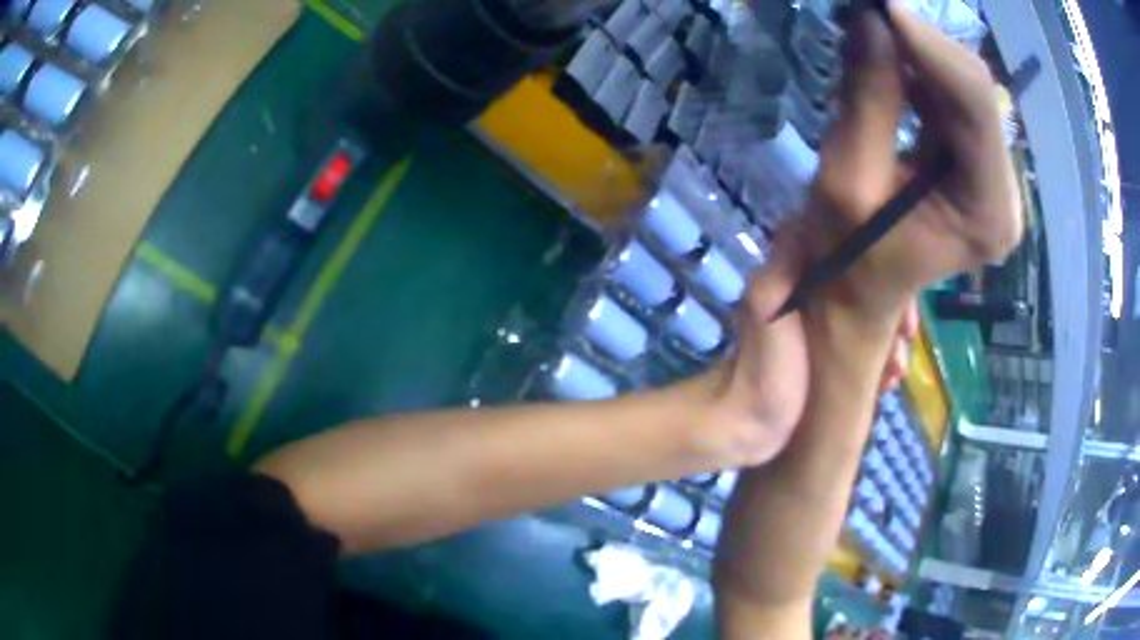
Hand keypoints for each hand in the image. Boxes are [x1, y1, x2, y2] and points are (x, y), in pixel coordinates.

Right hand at [704, 4, 1018, 468]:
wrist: (857, 292)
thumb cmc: (849, 257)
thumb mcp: (850, 178)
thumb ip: (869, 97)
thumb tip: (871, 18)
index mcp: (987, 213)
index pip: (976, 106)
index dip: (929, 45)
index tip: (878, 7)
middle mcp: (1005, 191)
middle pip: (975, 92)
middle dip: (921, 45)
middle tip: (868, 16)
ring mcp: (995, 176)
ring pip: (965, 88)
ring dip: (919, 54)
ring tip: (872, 38)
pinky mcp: (977, 162)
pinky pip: (954, 99)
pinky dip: (921, 71)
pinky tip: (891, 64)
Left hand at [705, 231, 919, 467]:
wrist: (744, 430)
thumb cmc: (760, 371)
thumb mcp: (767, 309)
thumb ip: (783, 266)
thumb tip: (806, 220)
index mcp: (797, 274)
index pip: (852, 252)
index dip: (883, 269)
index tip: (902, 303)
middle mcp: (812, 290)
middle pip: (867, 284)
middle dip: (893, 311)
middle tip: (904, 345)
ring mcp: (822, 322)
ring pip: (870, 314)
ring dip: (891, 338)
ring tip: (895, 372)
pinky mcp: (827, 351)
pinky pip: (864, 342)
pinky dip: (880, 357)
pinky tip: (888, 382)